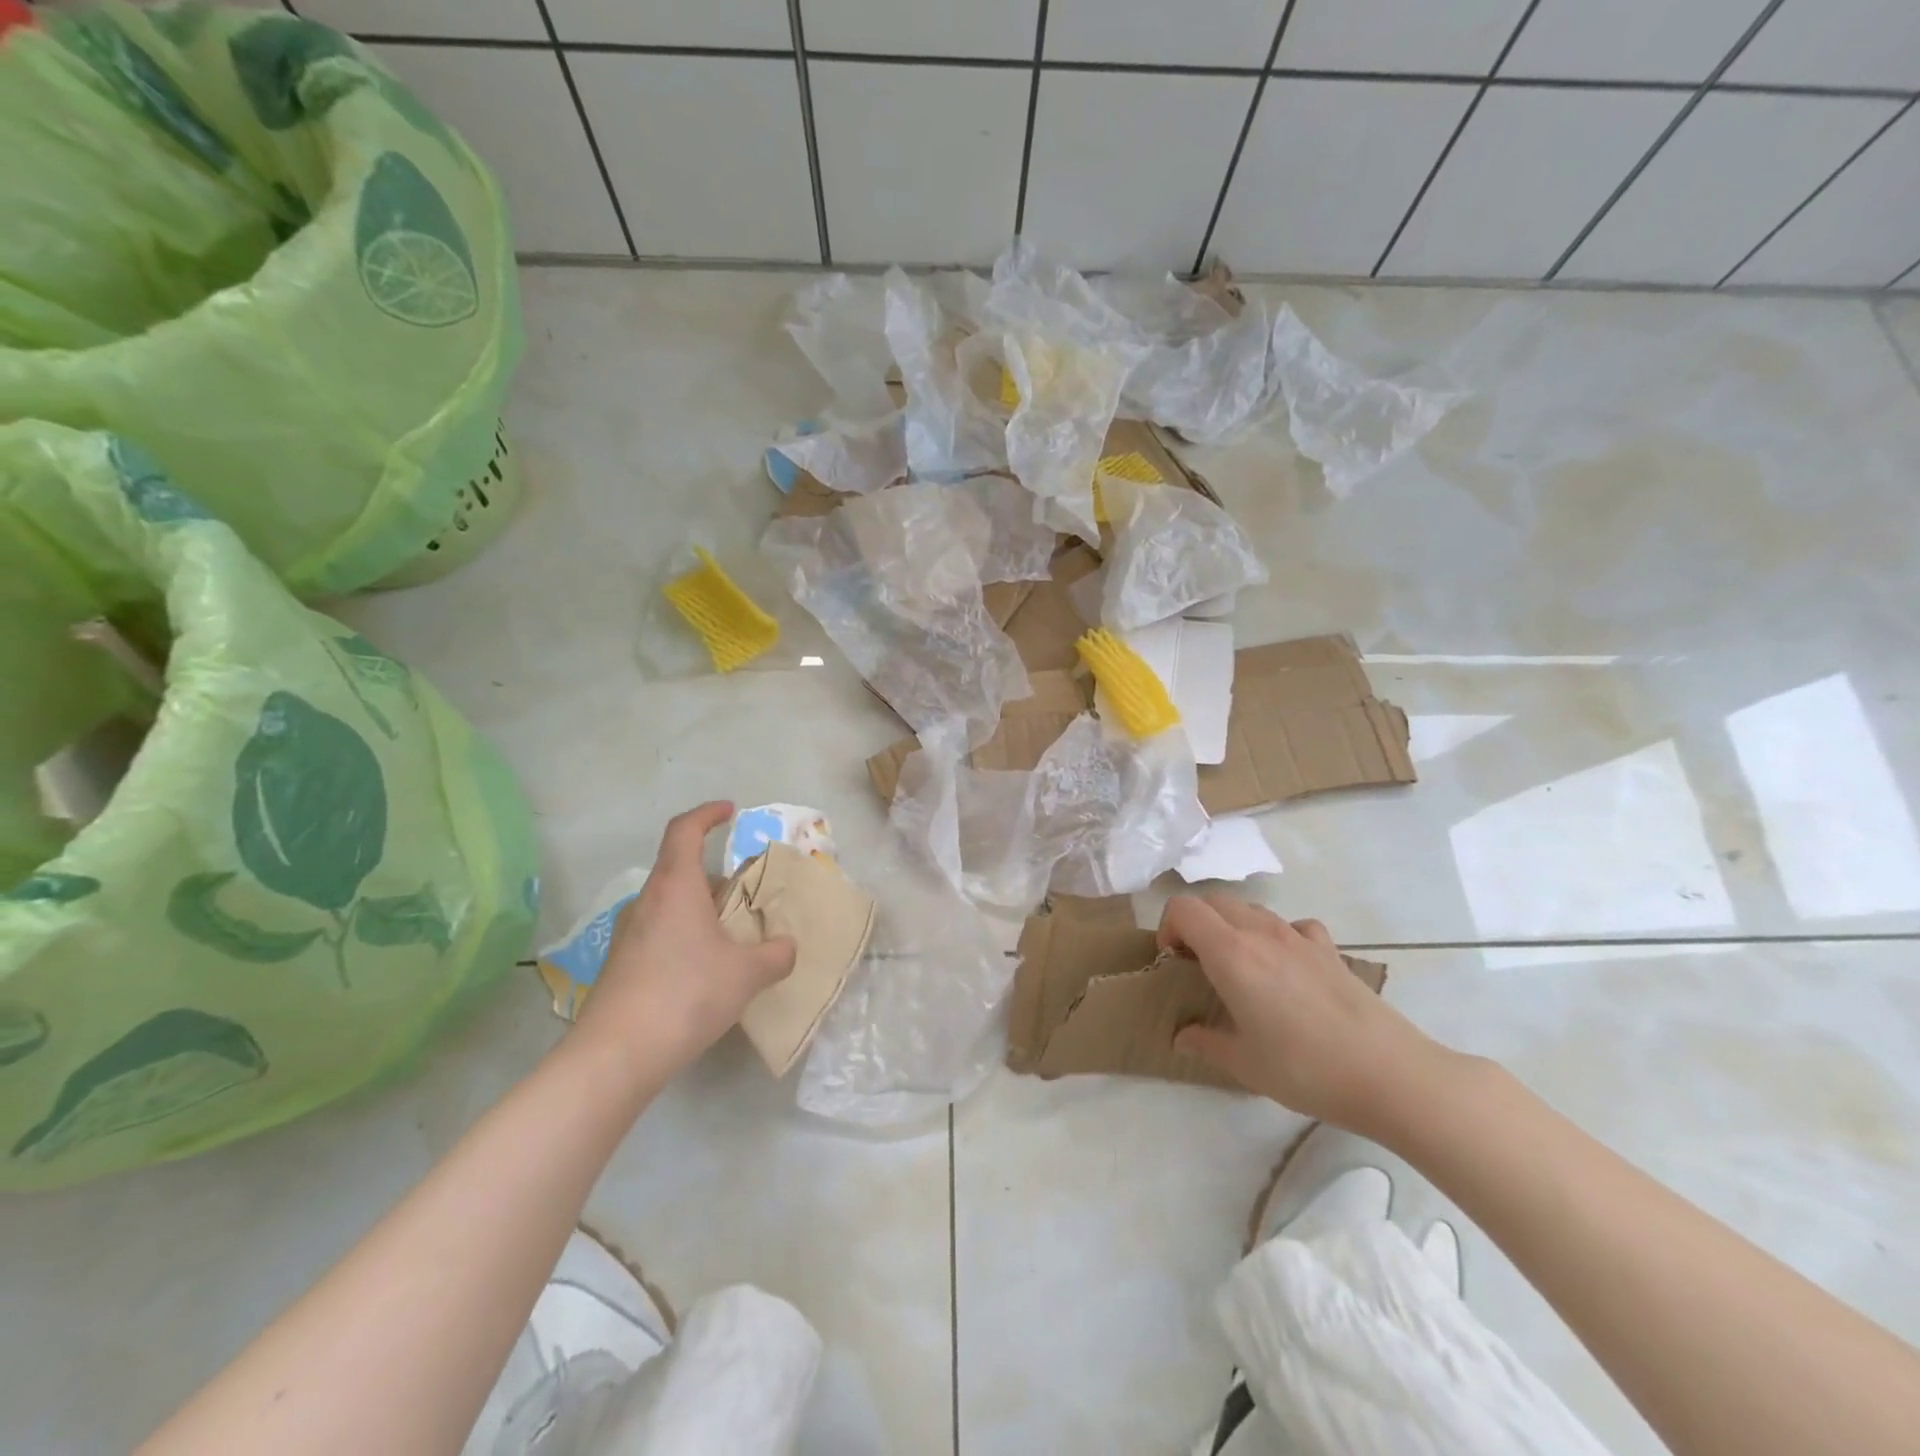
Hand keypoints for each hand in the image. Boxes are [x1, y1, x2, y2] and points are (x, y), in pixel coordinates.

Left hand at [574, 802, 796, 1083]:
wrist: (616, 1055)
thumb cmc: (686, 994)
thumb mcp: (747, 974)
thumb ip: (776, 955)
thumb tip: (787, 947)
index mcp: (675, 886)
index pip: (685, 830)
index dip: (708, 814)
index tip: (730, 811)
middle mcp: (646, 901)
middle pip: (680, 870)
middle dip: (716, 877)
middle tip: (747, 895)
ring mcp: (628, 934)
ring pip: (670, 905)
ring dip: (700, 910)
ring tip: (731, 937)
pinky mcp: (620, 965)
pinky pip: (659, 933)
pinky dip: (684, 936)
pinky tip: (704, 971)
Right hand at [1160, 893, 1446, 1134]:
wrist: (1390, 1075)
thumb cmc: (1305, 1069)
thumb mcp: (1244, 1064)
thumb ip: (1205, 1043)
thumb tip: (1181, 1037)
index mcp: (1231, 953)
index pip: (1183, 909)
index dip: (1168, 927)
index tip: (1174, 962)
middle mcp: (1261, 933)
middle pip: (1213, 901)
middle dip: (1195, 924)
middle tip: (1198, 964)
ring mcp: (1299, 937)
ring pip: (1251, 909)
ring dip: (1232, 926)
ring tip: (1240, 968)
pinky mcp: (1330, 950)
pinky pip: (1292, 925)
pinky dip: (1278, 935)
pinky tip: (1287, 968)